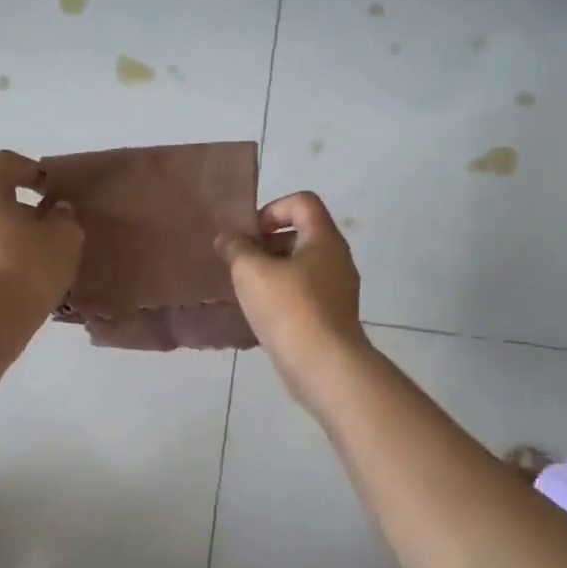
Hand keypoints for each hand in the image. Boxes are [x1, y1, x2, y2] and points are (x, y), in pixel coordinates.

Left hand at [0, 151, 82, 319]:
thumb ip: (64, 217)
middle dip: (26, 211)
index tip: (50, 188)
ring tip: (44, 262)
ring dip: (15, 239)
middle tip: (53, 230)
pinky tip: (28, 283)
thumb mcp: (64, 237)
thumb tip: (57, 211)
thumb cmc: (28, 267)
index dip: (29, 168)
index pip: (4, 163)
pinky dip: (6, 262)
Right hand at [217, 192, 371, 403]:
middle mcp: (337, 259)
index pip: (302, 202)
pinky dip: (283, 296)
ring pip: (302, 266)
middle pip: (302, 233)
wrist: (324, 365)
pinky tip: (262, 314)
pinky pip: (305, 294)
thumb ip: (236, 248)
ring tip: (247, 290)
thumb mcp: (251, 271)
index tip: (249, 235)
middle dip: (267, 243)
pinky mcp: (332, 317)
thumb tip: (228, 238)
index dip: (272, 209)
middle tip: (241, 262)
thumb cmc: (289, 308)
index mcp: (324, 238)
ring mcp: (338, 290)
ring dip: (272, 271)